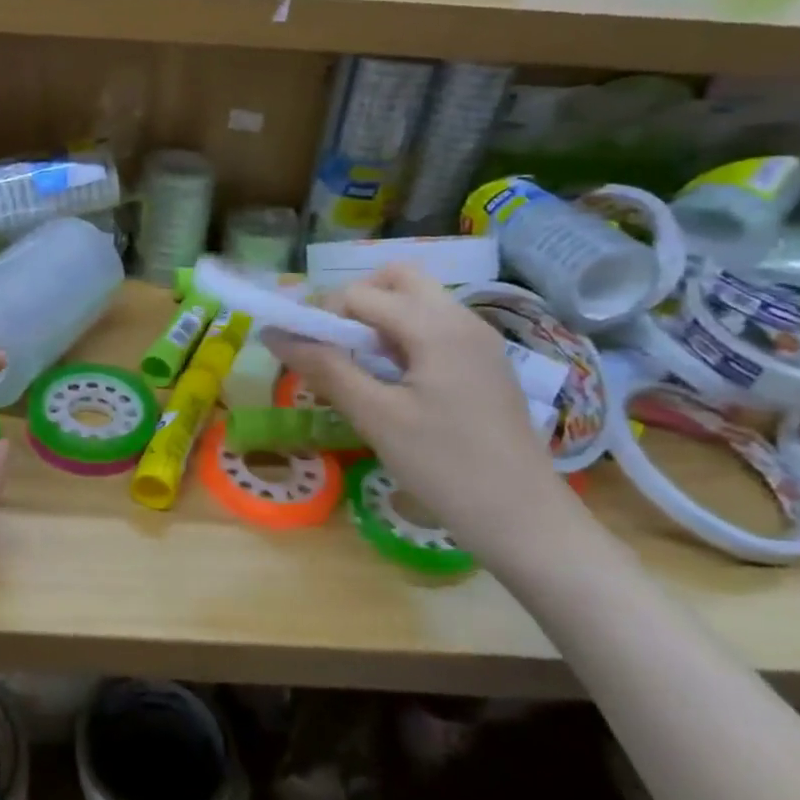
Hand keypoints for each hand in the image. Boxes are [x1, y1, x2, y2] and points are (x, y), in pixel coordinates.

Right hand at [265, 264, 570, 555]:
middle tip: (336, 345)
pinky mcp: (484, 364)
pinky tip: (393, 382)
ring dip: (379, 319)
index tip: (304, 355)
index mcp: (436, 326)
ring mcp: (479, 341)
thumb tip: (274, 334)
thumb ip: (325, 368)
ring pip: (418, 301)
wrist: (525, 520)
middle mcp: (462, 319)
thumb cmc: (444, 466)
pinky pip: (435, 327)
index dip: (322, 317)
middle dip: (357, 301)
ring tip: (360, 367)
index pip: (361, 294)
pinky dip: (404, 337)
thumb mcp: (375, 417)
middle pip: (398, 279)